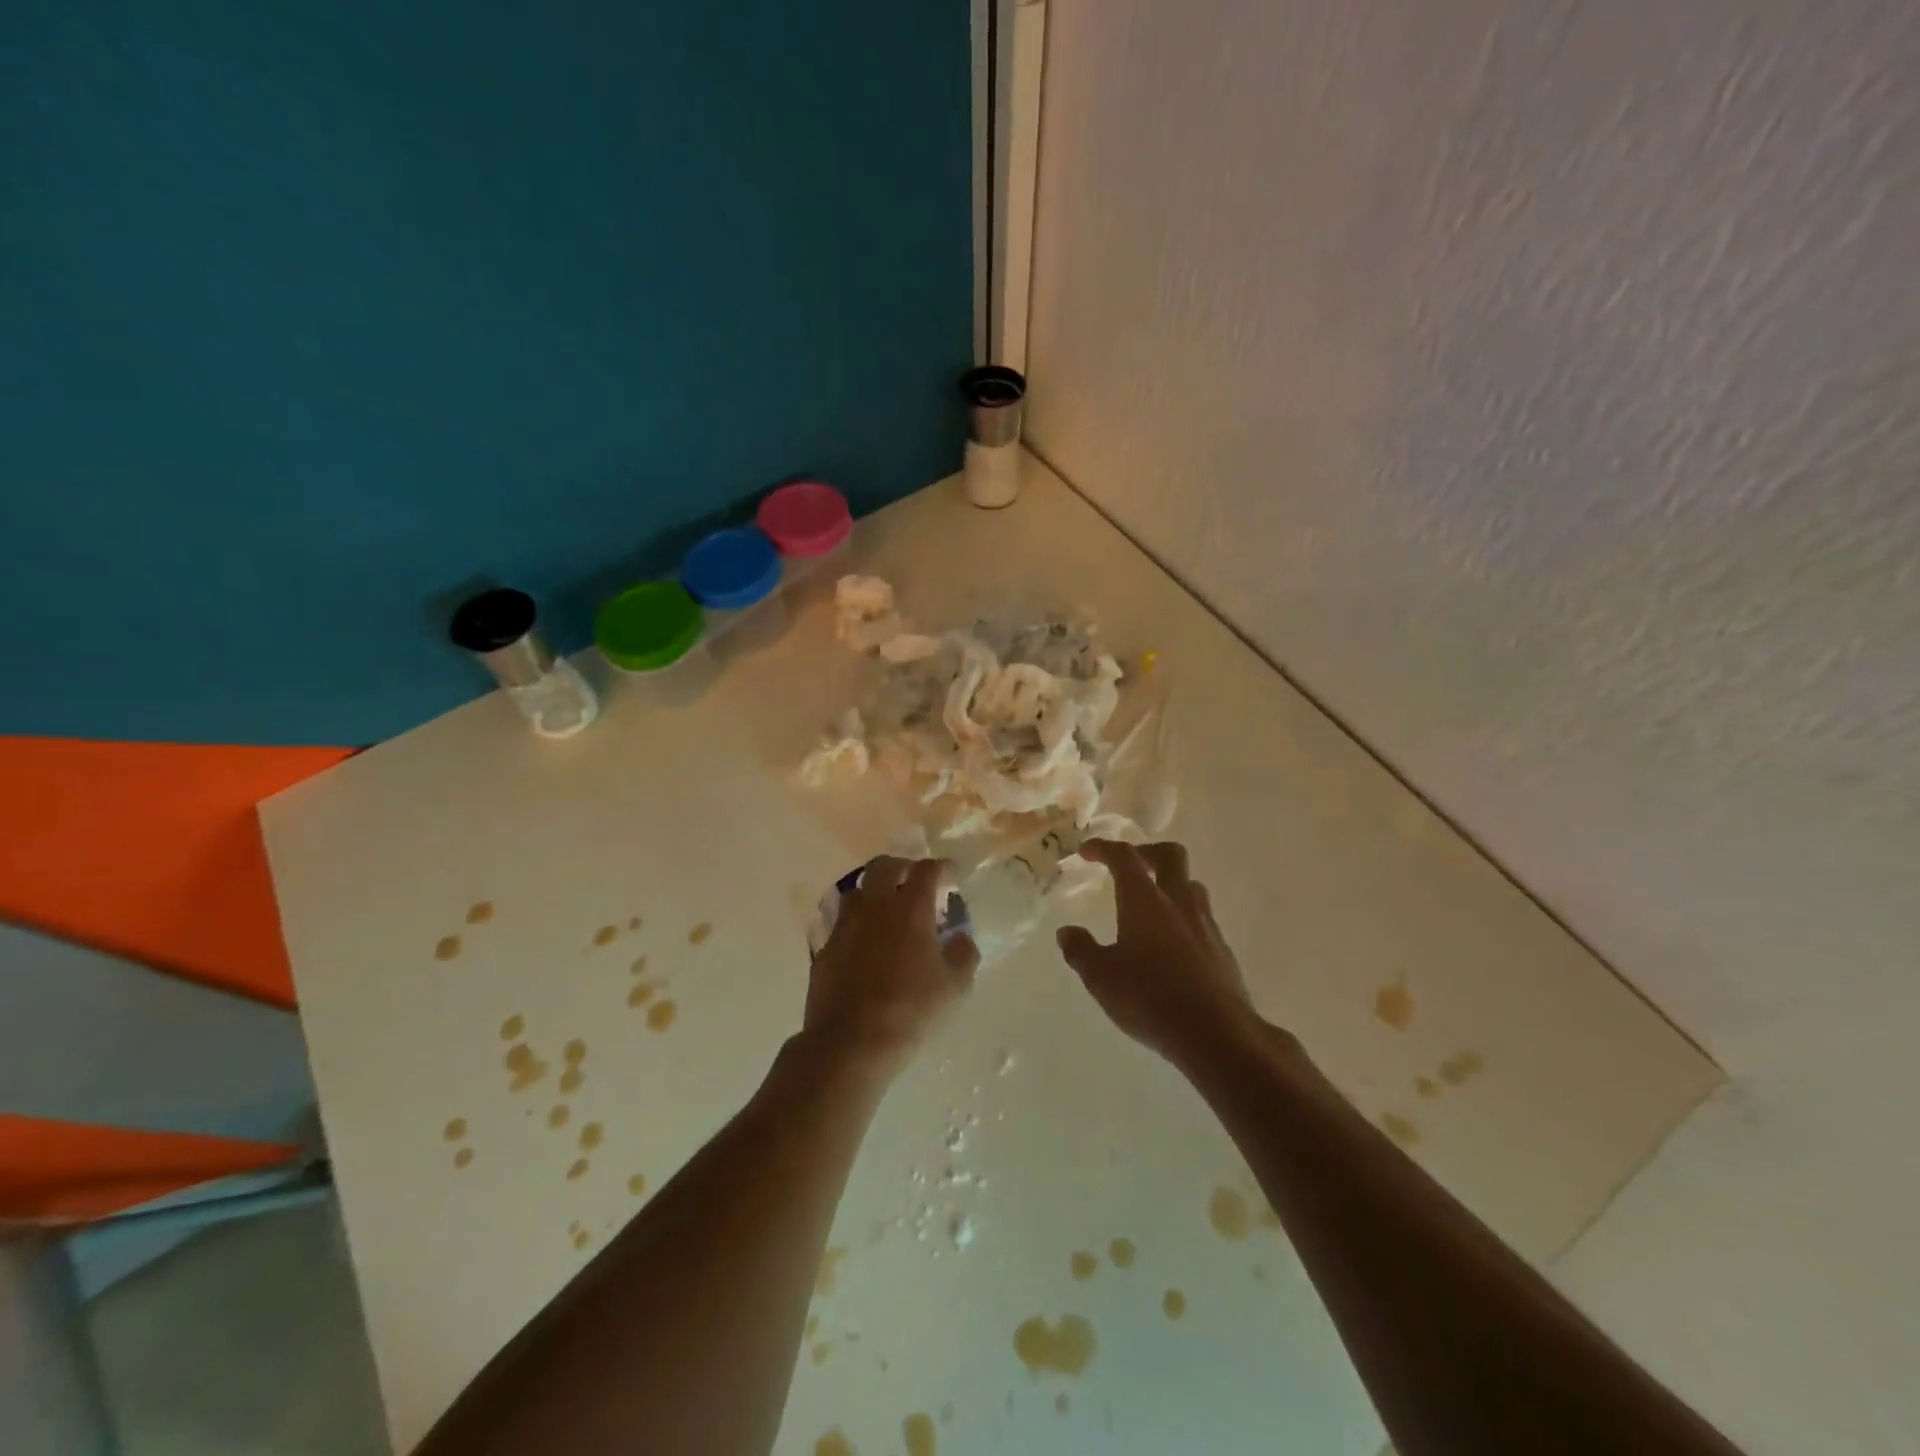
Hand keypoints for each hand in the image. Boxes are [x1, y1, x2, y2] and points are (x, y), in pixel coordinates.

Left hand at [804, 857, 978, 1077]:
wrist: (850, 1043)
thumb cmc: (910, 1011)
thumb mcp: (954, 988)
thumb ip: (963, 954)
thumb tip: (960, 937)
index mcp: (910, 909)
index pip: (926, 870)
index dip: (942, 867)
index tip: (952, 874)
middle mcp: (874, 907)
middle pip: (884, 866)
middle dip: (903, 866)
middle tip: (915, 880)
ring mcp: (845, 925)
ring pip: (858, 890)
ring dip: (875, 891)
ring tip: (888, 908)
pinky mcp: (825, 948)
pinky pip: (842, 921)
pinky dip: (858, 921)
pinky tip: (866, 940)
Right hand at [1057, 840, 1259, 1065]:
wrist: (1216, 1034)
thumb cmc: (1150, 998)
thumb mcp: (1101, 978)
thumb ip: (1081, 950)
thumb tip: (1067, 932)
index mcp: (1145, 900)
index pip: (1124, 857)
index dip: (1104, 848)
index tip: (1087, 851)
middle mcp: (1178, 902)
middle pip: (1171, 856)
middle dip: (1147, 852)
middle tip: (1130, 864)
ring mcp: (1206, 925)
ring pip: (1192, 886)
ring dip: (1171, 884)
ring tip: (1153, 904)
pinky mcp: (1222, 950)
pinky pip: (1202, 919)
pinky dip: (1184, 919)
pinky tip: (1172, 945)